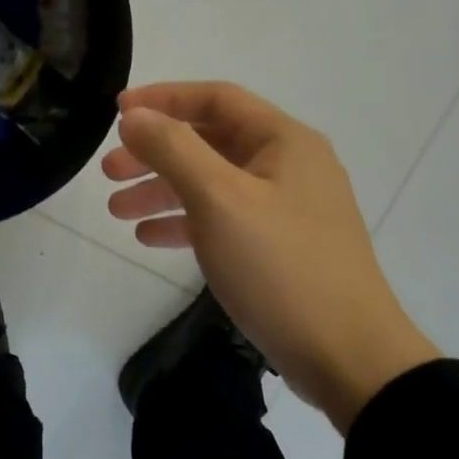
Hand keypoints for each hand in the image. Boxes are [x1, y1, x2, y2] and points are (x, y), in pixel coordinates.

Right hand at [105, 82, 439, 431]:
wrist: (350, 360)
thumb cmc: (281, 267)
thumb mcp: (219, 200)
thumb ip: (173, 149)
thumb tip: (134, 115)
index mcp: (284, 141)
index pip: (216, 98)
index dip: (163, 99)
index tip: (116, 113)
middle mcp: (289, 165)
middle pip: (210, 141)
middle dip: (156, 152)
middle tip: (108, 171)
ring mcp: (287, 208)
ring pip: (213, 184)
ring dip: (164, 190)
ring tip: (117, 210)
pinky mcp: (282, 247)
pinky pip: (225, 220)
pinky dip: (187, 223)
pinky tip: (149, 237)